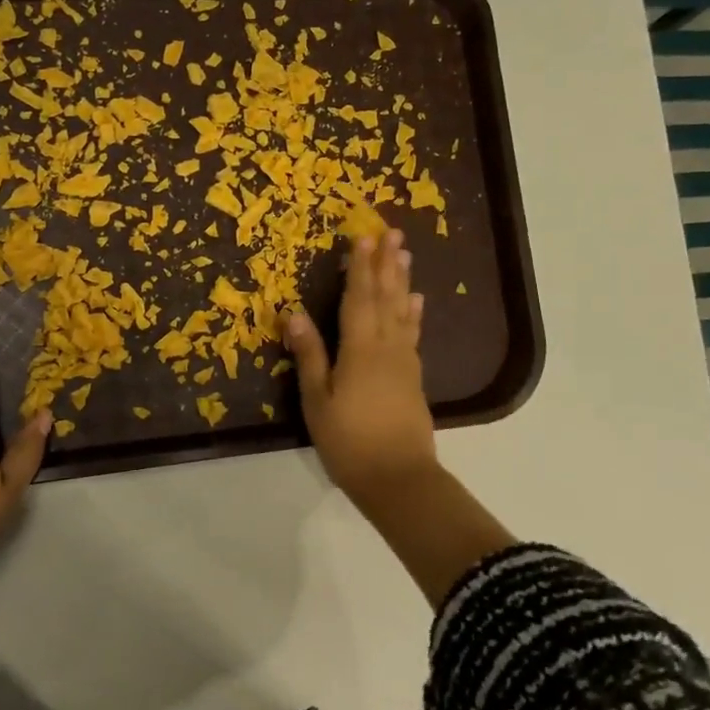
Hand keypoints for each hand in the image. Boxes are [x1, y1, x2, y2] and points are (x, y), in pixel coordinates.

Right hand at [285, 227, 436, 509]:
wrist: (398, 478)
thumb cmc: (349, 441)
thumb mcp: (317, 400)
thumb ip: (310, 355)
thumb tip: (294, 312)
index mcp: (359, 349)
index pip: (358, 298)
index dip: (359, 267)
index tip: (362, 236)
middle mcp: (386, 346)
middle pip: (386, 297)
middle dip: (386, 263)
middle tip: (392, 231)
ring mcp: (404, 361)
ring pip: (402, 311)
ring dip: (402, 280)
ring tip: (405, 254)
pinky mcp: (413, 377)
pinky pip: (412, 334)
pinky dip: (413, 314)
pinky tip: (416, 302)